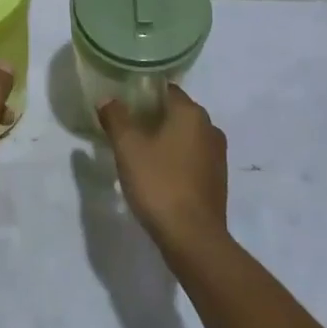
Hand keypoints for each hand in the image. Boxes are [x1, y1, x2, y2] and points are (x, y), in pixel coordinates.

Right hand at [97, 86, 227, 255]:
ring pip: (185, 136)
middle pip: (176, 112)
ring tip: (138, 153)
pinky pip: (192, 158)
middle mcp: (210, 128)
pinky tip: (157, 174)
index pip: (166, 89)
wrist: (193, 238)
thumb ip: (116, 118)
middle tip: (125, 129)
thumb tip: (108, 100)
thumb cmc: (159, 183)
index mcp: (191, 113)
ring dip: (164, 140)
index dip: (142, 93)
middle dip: (151, 117)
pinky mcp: (217, 180)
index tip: (122, 104)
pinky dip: (175, 159)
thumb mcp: (127, 147)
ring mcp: (217, 155)